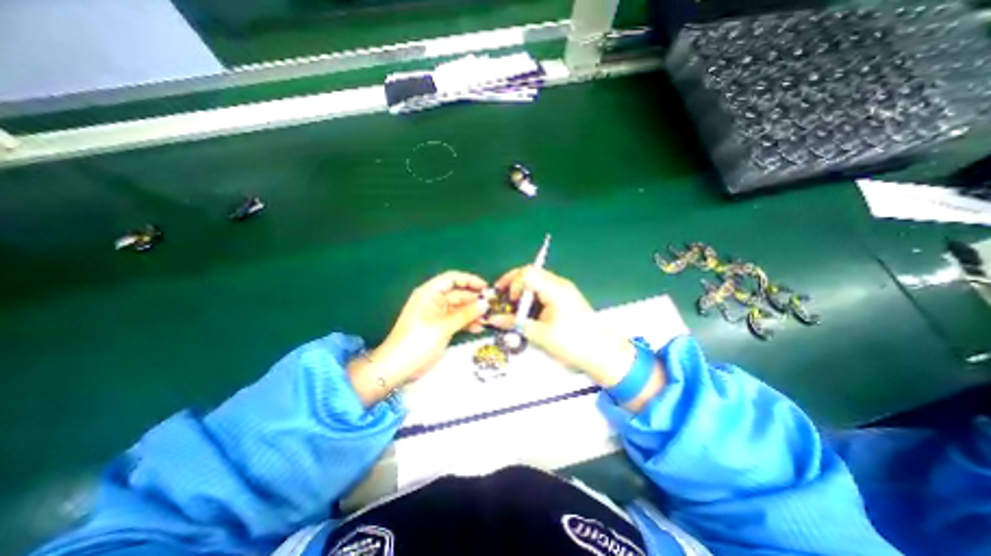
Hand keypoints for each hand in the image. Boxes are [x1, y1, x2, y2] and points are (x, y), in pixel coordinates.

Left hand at [348, 269, 486, 404]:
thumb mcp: (444, 326)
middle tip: (492, 307)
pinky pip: (457, 320)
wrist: (398, 367)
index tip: (486, 288)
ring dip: (473, 313)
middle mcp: (434, 300)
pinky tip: (478, 328)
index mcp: (430, 293)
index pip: (452, 278)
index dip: (470, 280)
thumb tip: (486, 303)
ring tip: (488, 320)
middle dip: (474, 299)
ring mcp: (438, 314)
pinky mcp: (440, 327)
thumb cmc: (418, 341)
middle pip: (458, 294)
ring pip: (460, 308)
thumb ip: (466, 313)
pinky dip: (467, 322)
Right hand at [487, 267, 634, 388]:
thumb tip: (494, 319)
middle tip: (502, 295)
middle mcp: (560, 284)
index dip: (513, 284)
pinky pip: (543, 288)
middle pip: (531, 271)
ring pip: (536, 279)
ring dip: (522, 289)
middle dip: (513, 282)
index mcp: (555, 290)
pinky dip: (532, 295)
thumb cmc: (573, 344)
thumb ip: (514, 324)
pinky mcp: (565, 297)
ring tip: (513, 305)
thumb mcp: (540, 335)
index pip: (527, 273)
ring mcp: (564, 289)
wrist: (603, 354)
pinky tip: (527, 309)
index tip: (510, 301)